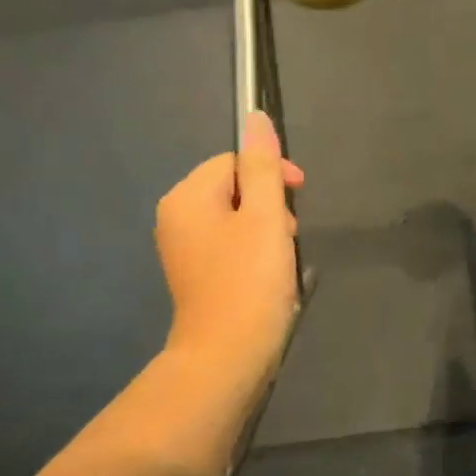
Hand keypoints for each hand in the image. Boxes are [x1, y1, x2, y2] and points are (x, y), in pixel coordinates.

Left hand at [156, 111, 305, 404]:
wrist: (226, 357)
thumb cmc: (249, 281)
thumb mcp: (264, 216)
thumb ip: (262, 166)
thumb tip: (255, 118)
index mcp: (186, 198)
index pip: (233, 161)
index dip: (271, 173)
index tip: (299, 197)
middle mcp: (176, 218)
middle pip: (232, 188)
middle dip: (268, 203)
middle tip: (290, 233)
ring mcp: (183, 249)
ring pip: (234, 217)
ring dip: (265, 228)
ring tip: (283, 257)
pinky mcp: (196, 275)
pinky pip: (229, 244)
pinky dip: (254, 251)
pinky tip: (270, 273)